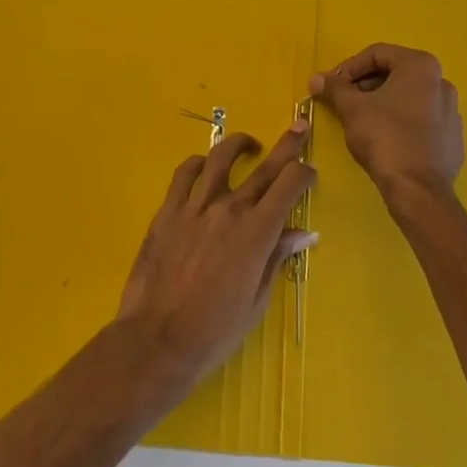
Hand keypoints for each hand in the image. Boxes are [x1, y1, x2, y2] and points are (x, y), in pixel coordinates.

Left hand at [115, 124, 317, 390]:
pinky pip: (185, 173)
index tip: (309, 172)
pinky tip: (204, 166)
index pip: (288, 185)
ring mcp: (195, 206)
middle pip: (264, 166)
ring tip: (249, 144)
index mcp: (256, 233)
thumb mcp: (256, 301)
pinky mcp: (168, 210)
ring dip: (240, 144)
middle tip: (299, 126)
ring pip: (220, 157)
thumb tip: (303, 232)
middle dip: (287, 145)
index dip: (303, 173)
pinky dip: (199, 162)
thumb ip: (277, 258)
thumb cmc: (214, 331)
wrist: (157, 340)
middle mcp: (229, 209)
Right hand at [310, 43, 463, 204]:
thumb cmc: (384, 137)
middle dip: (365, 85)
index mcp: (421, 66)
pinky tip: (385, 139)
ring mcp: (451, 111)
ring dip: (381, 102)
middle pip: (394, 74)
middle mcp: (441, 82)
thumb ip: (334, 88)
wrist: (418, 190)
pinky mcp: (453, 138)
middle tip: (343, 102)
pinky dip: (400, 122)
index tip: (331, 86)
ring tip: (360, 120)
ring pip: (408, 97)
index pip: (377, 54)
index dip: (348, 67)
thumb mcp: (352, 108)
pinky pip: (421, 120)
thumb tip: (316, 79)